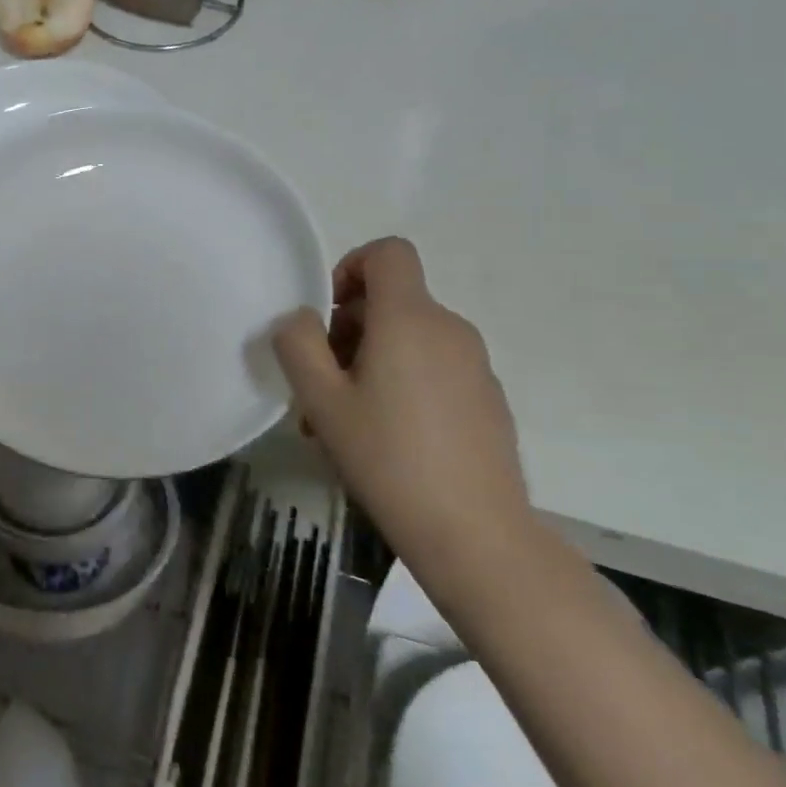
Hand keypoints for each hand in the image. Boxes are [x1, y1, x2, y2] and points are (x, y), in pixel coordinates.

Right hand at [273, 237, 530, 575]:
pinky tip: (383, 439)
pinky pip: (432, 369)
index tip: (328, 315)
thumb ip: (298, 344)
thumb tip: (302, 319)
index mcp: (410, 318)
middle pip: (391, 301)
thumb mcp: (321, 399)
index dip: (350, 267)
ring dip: (368, 363)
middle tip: (319, 386)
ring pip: (408, 340)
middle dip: (347, 330)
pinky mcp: (487, 400)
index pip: (388, 252)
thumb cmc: (387, 457)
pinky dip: (400, 384)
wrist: (475, 534)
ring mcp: (475, 366)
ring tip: (342, 421)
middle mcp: (449, 329)